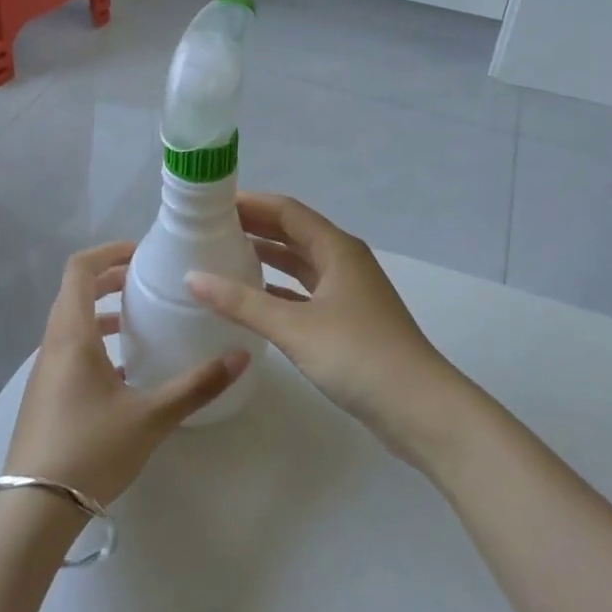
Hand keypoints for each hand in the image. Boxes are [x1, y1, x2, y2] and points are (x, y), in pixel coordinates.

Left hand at [4, 242, 251, 506]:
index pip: (79, 269)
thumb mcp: (150, 416)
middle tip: (148, 282)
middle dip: (111, 279)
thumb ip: (196, 386)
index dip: (109, 251)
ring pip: (71, 322)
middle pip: (75, 291)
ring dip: (103, 311)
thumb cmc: (91, 449)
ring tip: (141, 321)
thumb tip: (241, 357)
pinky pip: (70, 349)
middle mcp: (53, 344)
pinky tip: (126, 371)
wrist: (34, 509)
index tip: (143, 254)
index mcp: (71, 334)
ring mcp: (45, 371)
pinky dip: (96, 341)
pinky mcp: (46, 395)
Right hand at [186, 195, 471, 463]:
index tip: (212, 203)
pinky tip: (253, 298)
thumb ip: (242, 302)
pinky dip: (280, 289)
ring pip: (301, 264)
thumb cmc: (358, 355)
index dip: (251, 203)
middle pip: (294, 233)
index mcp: (337, 248)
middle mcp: (344, 261)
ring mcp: (349, 292)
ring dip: (267, 257)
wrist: (419, 408)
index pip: (287, 210)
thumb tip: (192, 277)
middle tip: (210, 228)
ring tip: (225, 255)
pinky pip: (306, 292)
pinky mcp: (349, 321)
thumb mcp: (294, 327)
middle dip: (255, 227)